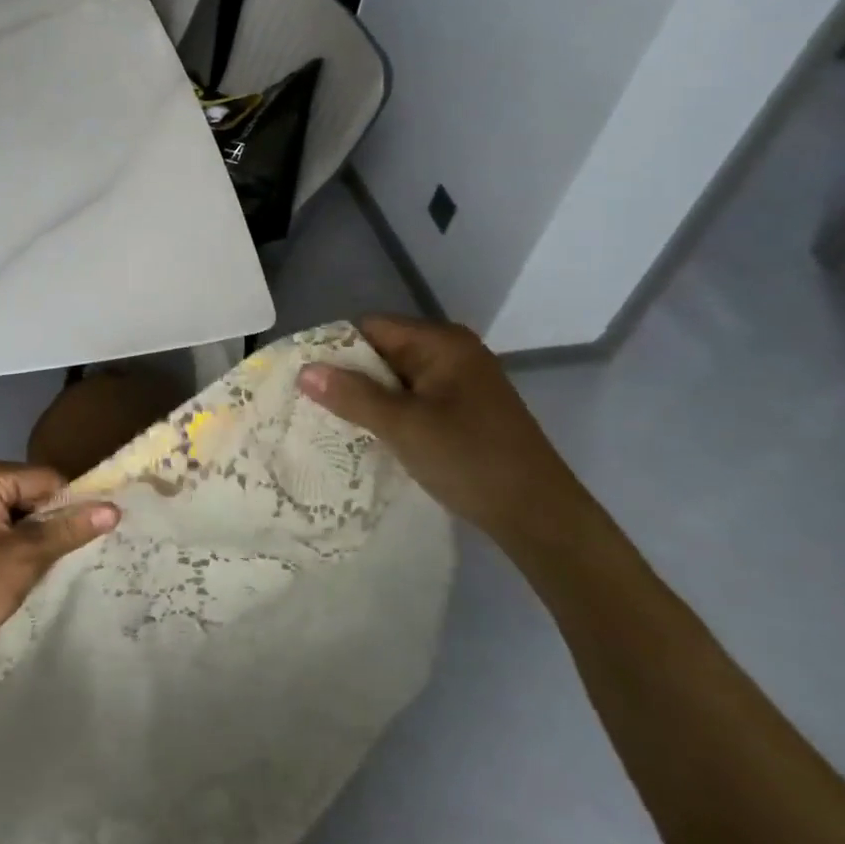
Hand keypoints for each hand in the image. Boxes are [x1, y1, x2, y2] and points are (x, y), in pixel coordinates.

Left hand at [0, 460, 119, 671]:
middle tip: (48, 559)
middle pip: (27, 488)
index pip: (44, 479)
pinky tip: (6, 566)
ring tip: (27, 566)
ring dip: (26, 532)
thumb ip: (68, 530)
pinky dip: (6, 536)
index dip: (66, 508)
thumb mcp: (24, 560)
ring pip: (11, 505)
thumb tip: (114, 509)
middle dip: (43, 521)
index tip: (76, 542)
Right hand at [298, 316, 592, 546]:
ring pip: (397, 378)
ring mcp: (461, 383)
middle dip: (348, 375)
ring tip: (332, 420)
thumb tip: (304, 370)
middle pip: (383, 351)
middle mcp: (453, 353)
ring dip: (367, 397)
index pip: (371, 327)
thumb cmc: (470, 459)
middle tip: (311, 402)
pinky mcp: (464, 411)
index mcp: (442, 343)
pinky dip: (389, 412)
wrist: (539, 516)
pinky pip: (413, 399)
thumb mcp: (403, 426)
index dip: (335, 348)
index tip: (304, 377)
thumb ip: (352, 395)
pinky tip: (369, 435)